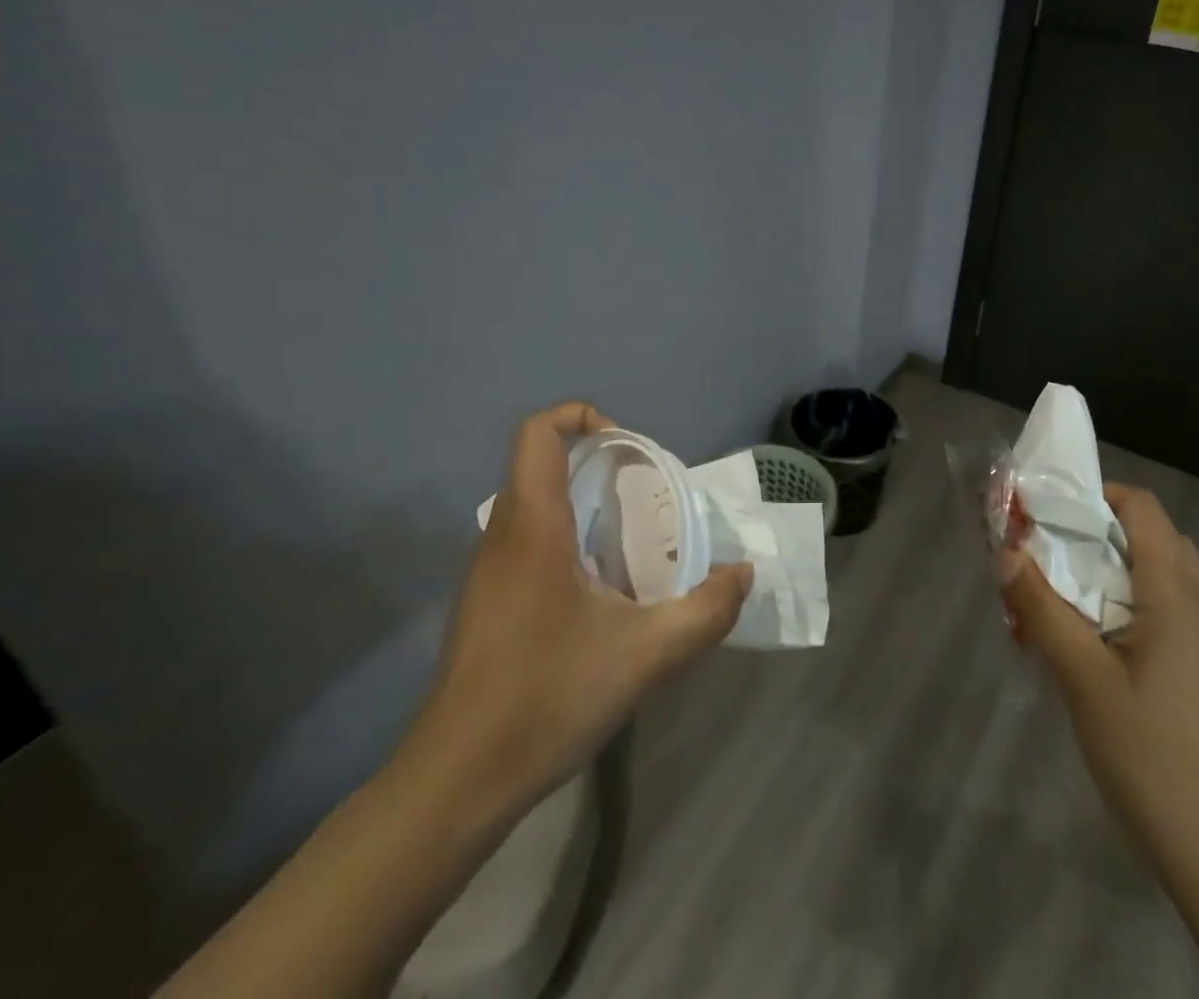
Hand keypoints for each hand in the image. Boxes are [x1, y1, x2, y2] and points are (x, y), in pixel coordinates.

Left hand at [398, 402, 751, 826]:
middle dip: (594, 461)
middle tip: (643, 493)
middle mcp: (502, 536)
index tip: (628, 446)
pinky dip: (565, 539)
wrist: (456, 782)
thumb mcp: (646, 656)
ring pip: (531, 504)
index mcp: (533, 527)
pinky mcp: (484, 603)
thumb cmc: (546, 699)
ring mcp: (486, 572)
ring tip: (630, 541)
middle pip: (538, 463)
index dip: (581, 416)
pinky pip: (525, 542)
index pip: (538, 433)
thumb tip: (742, 575)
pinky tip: (598, 592)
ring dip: (581, 502)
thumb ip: (705, 612)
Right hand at [1002, 483, 1198, 998]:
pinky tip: (1095, 648)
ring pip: (1160, 577)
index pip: (1142, 508)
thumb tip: (1004, 550)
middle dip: (1098, 532)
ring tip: (1065, 599)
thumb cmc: (1151, 755)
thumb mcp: (1081, 678)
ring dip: (1112, 571)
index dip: (1095, 494)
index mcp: (1176, 594)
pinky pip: (1167, 614)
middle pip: (1153, 537)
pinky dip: (1128, 606)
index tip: (1047, 510)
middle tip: (1050, 553)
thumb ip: (1041, 607)